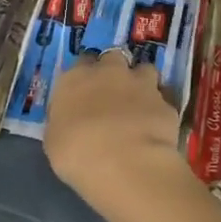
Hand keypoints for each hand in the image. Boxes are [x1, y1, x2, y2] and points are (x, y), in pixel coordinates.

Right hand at [45, 49, 183, 209]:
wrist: (124, 163)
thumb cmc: (76, 152)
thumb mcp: (54, 140)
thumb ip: (64, 122)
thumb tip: (70, 122)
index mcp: (75, 78)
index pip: (80, 63)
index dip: (84, 76)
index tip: (84, 92)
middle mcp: (108, 73)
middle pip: (113, 58)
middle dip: (114, 71)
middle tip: (112, 93)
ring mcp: (140, 85)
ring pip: (144, 71)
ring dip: (141, 83)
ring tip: (138, 105)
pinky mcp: (165, 104)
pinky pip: (162, 102)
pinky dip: (158, 112)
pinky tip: (154, 129)